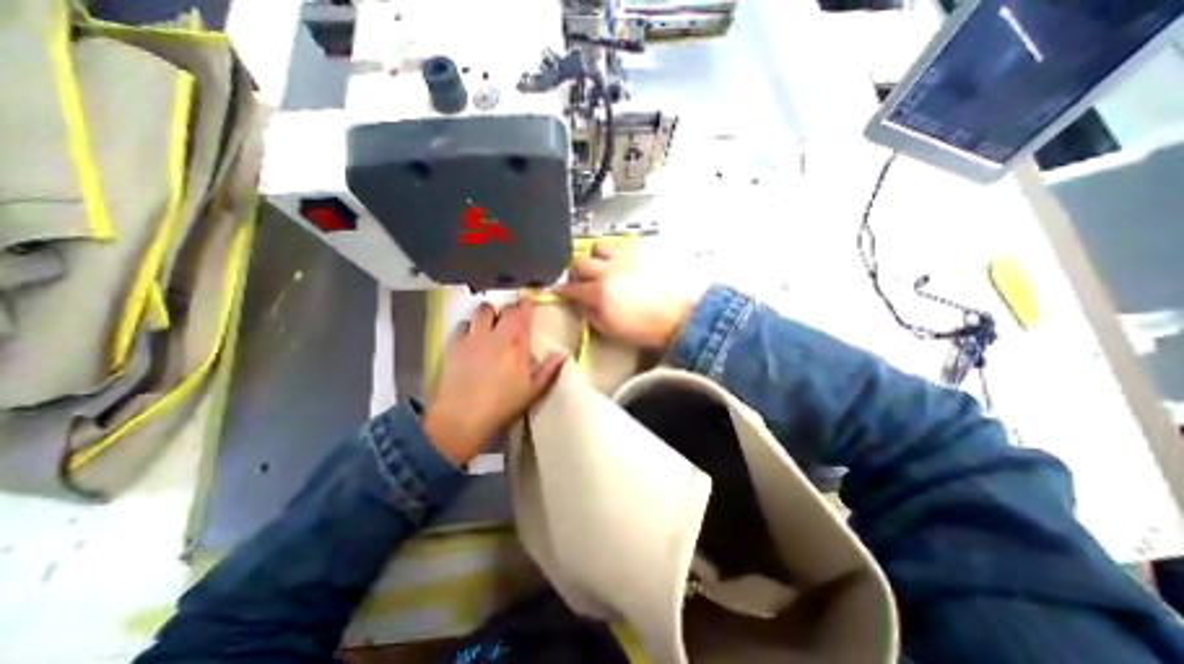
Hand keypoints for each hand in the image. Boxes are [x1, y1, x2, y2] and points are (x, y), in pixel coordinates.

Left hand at [424, 300, 565, 464]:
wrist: (462, 417)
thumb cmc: (502, 405)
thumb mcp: (533, 391)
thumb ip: (549, 370)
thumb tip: (563, 353)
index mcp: (518, 346)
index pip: (523, 314)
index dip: (527, 304)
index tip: (529, 300)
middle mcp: (496, 335)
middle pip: (504, 309)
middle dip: (510, 309)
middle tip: (512, 318)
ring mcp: (473, 337)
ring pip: (482, 310)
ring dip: (489, 313)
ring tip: (490, 324)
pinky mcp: (454, 343)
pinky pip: (463, 323)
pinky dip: (469, 326)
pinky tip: (471, 337)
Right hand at [552, 240, 704, 347]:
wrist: (685, 314)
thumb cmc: (650, 328)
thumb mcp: (613, 330)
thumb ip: (590, 315)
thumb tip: (580, 304)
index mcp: (599, 293)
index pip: (570, 287)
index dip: (562, 290)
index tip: (561, 291)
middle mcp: (609, 270)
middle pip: (579, 263)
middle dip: (575, 272)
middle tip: (581, 280)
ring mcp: (626, 256)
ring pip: (599, 247)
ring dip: (596, 258)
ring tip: (604, 267)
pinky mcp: (643, 249)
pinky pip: (623, 245)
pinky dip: (619, 255)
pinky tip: (627, 265)